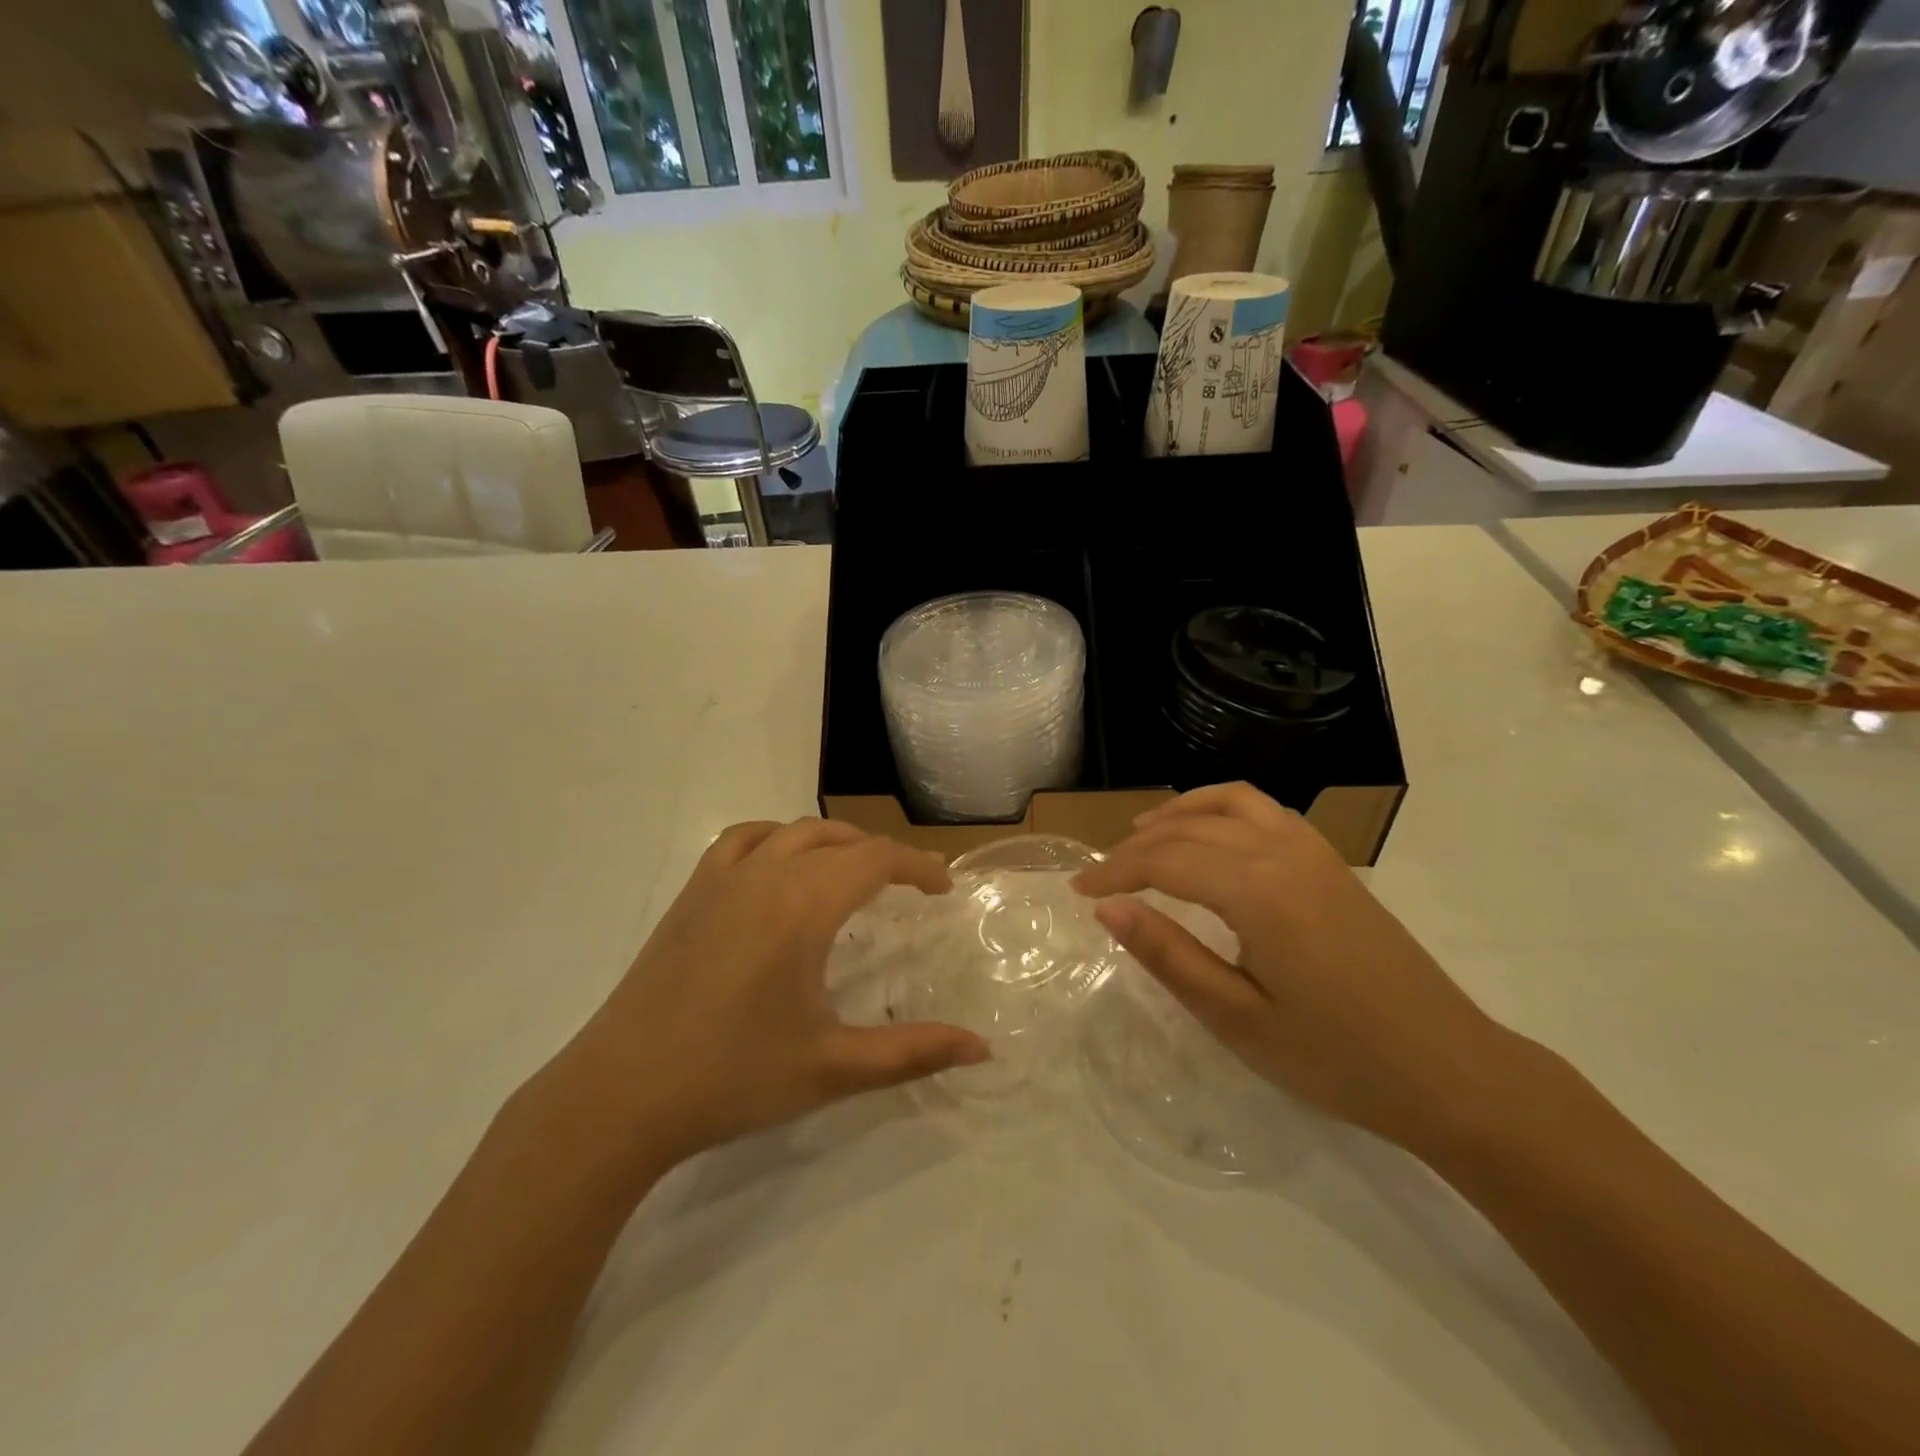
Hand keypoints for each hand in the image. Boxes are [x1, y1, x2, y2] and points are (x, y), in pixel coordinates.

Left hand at [556, 819, 988, 1168]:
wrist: (620, 1096)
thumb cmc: (732, 1078)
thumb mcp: (833, 1067)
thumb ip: (913, 1052)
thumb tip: (982, 1048)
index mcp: (802, 905)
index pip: (876, 859)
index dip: (918, 867)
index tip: (943, 889)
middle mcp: (765, 875)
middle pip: (839, 840)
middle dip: (882, 856)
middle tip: (908, 889)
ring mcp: (720, 880)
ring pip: (791, 831)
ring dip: (833, 842)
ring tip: (853, 874)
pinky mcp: (690, 895)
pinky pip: (742, 841)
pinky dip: (775, 839)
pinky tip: (778, 870)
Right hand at [1072, 783, 1516, 1148]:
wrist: (1452, 1072)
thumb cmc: (1338, 1059)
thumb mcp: (1238, 1019)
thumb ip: (1169, 956)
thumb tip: (1108, 910)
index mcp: (1257, 891)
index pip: (1164, 860)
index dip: (1114, 873)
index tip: (1079, 892)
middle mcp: (1283, 852)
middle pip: (1190, 828)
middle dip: (1137, 847)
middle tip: (1102, 879)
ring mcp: (1313, 851)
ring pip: (1230, 802)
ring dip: (1179, 813)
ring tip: (1143, 836)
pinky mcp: (1331, 862)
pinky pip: (1265, 811)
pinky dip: (1222, 810)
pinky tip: (1210, 840)